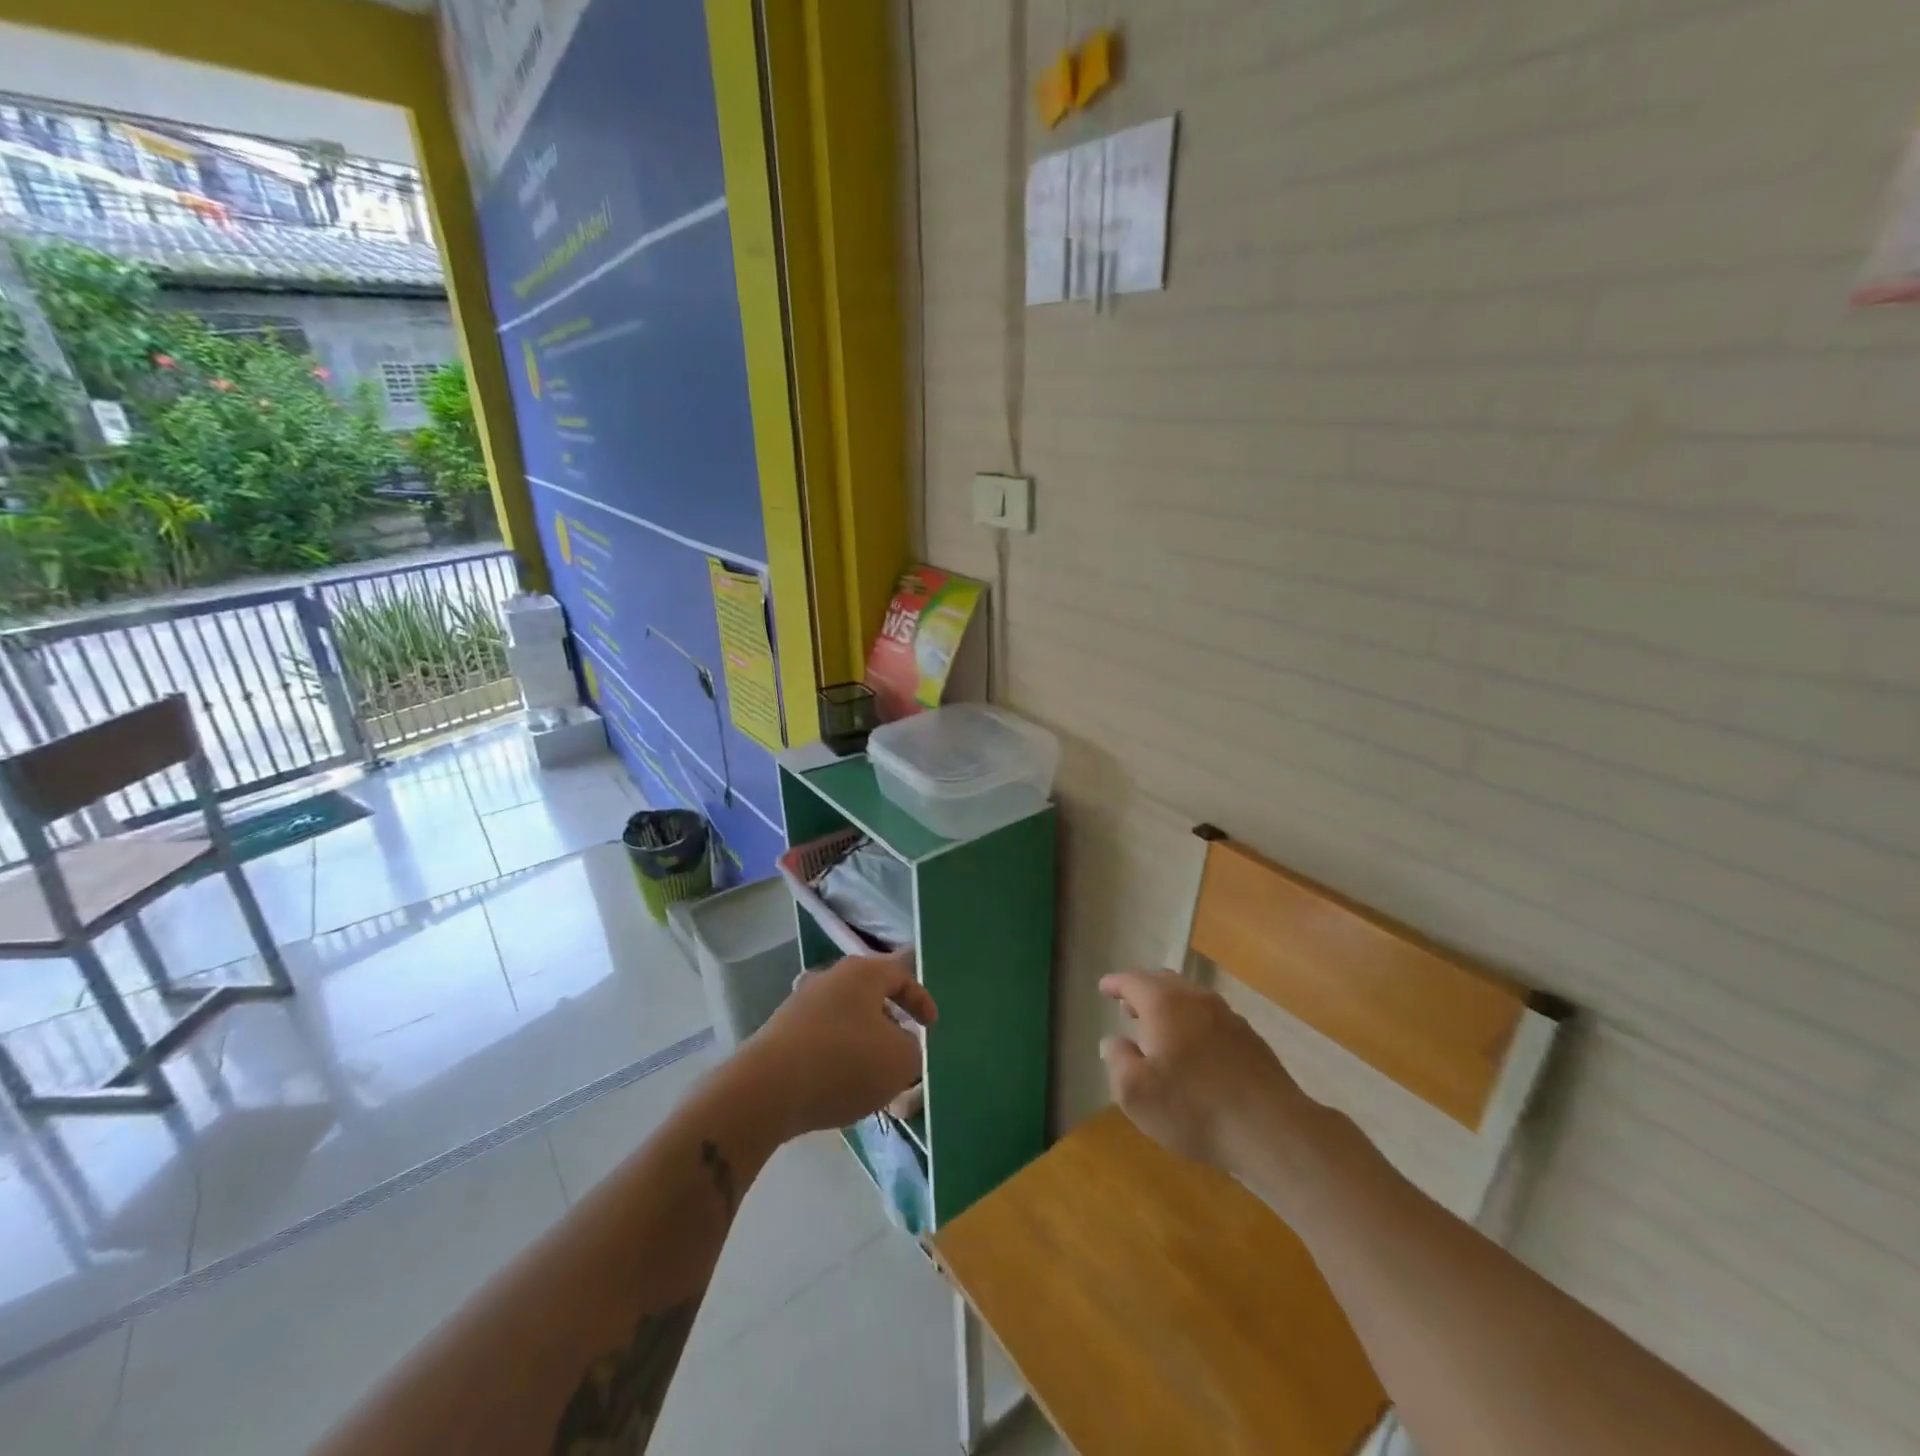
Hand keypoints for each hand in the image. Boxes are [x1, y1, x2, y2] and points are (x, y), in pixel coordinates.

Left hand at [742, 952, 936, 1138]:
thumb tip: (900, 1045)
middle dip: (888, 1018)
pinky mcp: (778, 1031)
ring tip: (871, 1070)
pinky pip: (820, 1037)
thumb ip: (912, 1049)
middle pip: (869, 992)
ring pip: (843, 1015)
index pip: (901, 975)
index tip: (931, 1026)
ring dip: (861, 1038)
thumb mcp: (901, 1061)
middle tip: (902, 1044)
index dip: (921, 1000)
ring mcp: (800, 1003)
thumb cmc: (844, 1063)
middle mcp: (830, 977)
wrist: (766, 1089)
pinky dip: (835, 1054)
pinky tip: (838, 1083)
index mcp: (863, 973)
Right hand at [1100, 970, 1307, 1170]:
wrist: (1271, 1130)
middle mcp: (1196, 999)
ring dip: (1171, 1007)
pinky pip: (1212, 1019)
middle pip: (1165, 983)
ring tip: (1160, 1028)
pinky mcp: (1250, 1040)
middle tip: (1129, 1006)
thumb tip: (1113, 1042)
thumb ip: (1117, 1061)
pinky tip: (1195, 1050)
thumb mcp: (1136, 1092)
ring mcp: (1228, 1017)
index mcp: (1164, 1004)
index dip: (1116, 984)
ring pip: (1191, 999)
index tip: (1104, 988)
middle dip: (1144, 991)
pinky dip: (1195, 1024)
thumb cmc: (1193, 1108)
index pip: (1133, 981)